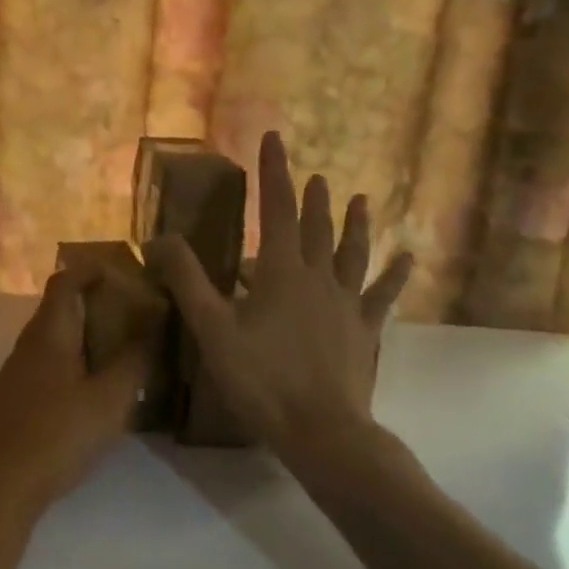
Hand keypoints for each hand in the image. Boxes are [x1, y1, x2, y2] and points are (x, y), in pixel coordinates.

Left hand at [0, 266, 151, 514]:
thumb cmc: (56, 436)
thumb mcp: (109, 400)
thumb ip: (134, 361)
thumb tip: (154, 323)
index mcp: (49, 334)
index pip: (65, 280)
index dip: (93, 271)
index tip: (124, 277)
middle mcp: (26, 346)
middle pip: (58, 311)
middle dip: (94, 309)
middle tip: (131, 322)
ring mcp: (12, 376)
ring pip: (50, 344)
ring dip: (81, 342)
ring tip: (116, 360)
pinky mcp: (7, 404)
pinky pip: (42, 371)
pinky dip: (67, 369)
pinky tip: (85, 399)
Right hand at [147, 131, 412, 471]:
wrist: (321, 430)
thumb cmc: (261, 378)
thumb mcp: (212, 328)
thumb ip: (187, 280)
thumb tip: (160, 237)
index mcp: (281, 271)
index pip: (276, 209)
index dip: (274, 172)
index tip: (274, 138)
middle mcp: (318, 277)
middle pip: (316, 227)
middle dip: (311, 198)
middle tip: (314, 174)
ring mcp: (346, 303)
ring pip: (352, 253)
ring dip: (355, 224)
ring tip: (361, 199)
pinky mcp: (365, 330)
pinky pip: (383, 295)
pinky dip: (395, 274)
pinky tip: (409, 257)